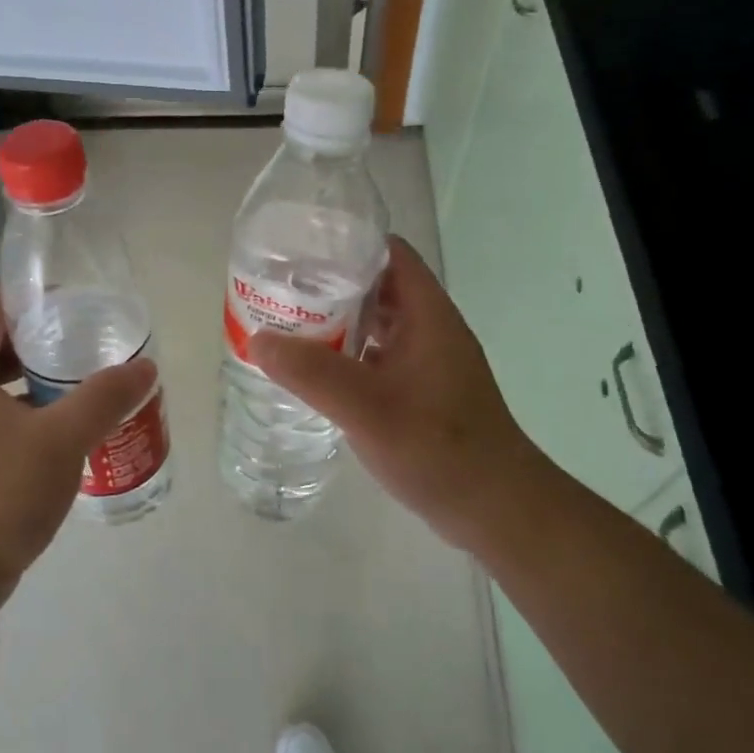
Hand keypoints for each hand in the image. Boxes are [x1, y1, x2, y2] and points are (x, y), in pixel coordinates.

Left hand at [0, 288, 156, 649]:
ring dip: (35, 377)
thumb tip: (145, 366)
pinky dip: (30, 411)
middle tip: (83, 338)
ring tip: (82, 380)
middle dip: (36, 337)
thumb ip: (104, 399)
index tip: (67, 301)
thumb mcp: (60, 440)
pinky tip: (66, 428)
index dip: (22, 296)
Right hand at [248, 238, 545, 552]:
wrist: (494, 509)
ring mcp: (427, 362)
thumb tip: (258, 339)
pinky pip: (377, 358)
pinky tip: (314, 373)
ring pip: (376, 325)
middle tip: (280, 291)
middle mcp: (430, 329)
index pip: (388, 253)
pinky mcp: (421, 393)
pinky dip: (346, 356)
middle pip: (377, 287)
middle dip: (330, 285)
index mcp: (428, 314)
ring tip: (287, 326)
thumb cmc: (439, 448)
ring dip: (336, 322)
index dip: (346, 243)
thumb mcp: (369, 408)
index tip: (298, 251)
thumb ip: (313, 373)